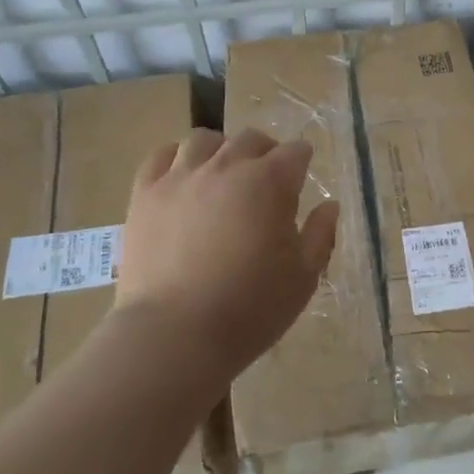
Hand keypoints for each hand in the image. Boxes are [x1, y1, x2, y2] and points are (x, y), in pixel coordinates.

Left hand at [115, 128, 339, 384]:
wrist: (175, 335)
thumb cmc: (250, 308)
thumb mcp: (303, 277)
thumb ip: (320, 234)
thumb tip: (328, 205)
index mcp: (270, 182)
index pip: (295, 152)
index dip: (302, 162)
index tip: (301, 177)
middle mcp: (226, 166)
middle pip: (251, 139)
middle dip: (265, 152)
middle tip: (265, 179)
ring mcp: (181, 176)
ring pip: (203, 140)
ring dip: (220, 149)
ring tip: (221, 173)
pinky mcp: (145, 193)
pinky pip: (160, 156)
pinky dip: (175, 159)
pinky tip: (181, 178)